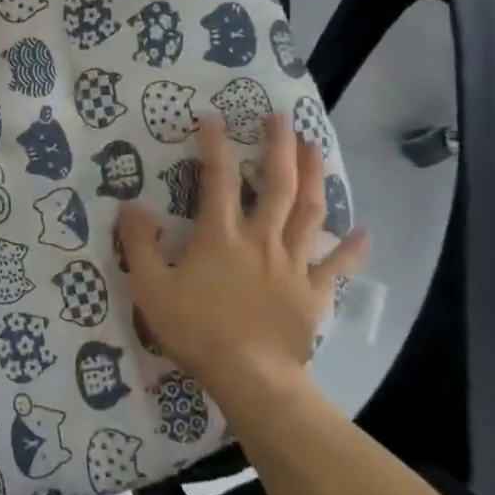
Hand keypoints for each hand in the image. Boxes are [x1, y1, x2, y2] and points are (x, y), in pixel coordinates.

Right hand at [118, 113, 367, 396]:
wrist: (250, 377)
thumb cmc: (196, 330)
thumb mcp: (151, 287)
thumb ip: (139, 244)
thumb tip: (129, 205)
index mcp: (220, 235)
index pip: (217, 179)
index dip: (214, 145)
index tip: (213, 117)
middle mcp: (260, 239)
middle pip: (276, 185)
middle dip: (278, 147)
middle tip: (282, 118)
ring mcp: (292, 264)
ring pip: (308, 212)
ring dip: (313, 177)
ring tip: (316, 147)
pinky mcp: (313, 292)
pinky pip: (337, 266)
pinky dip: (352, 249)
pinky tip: (365, 232)